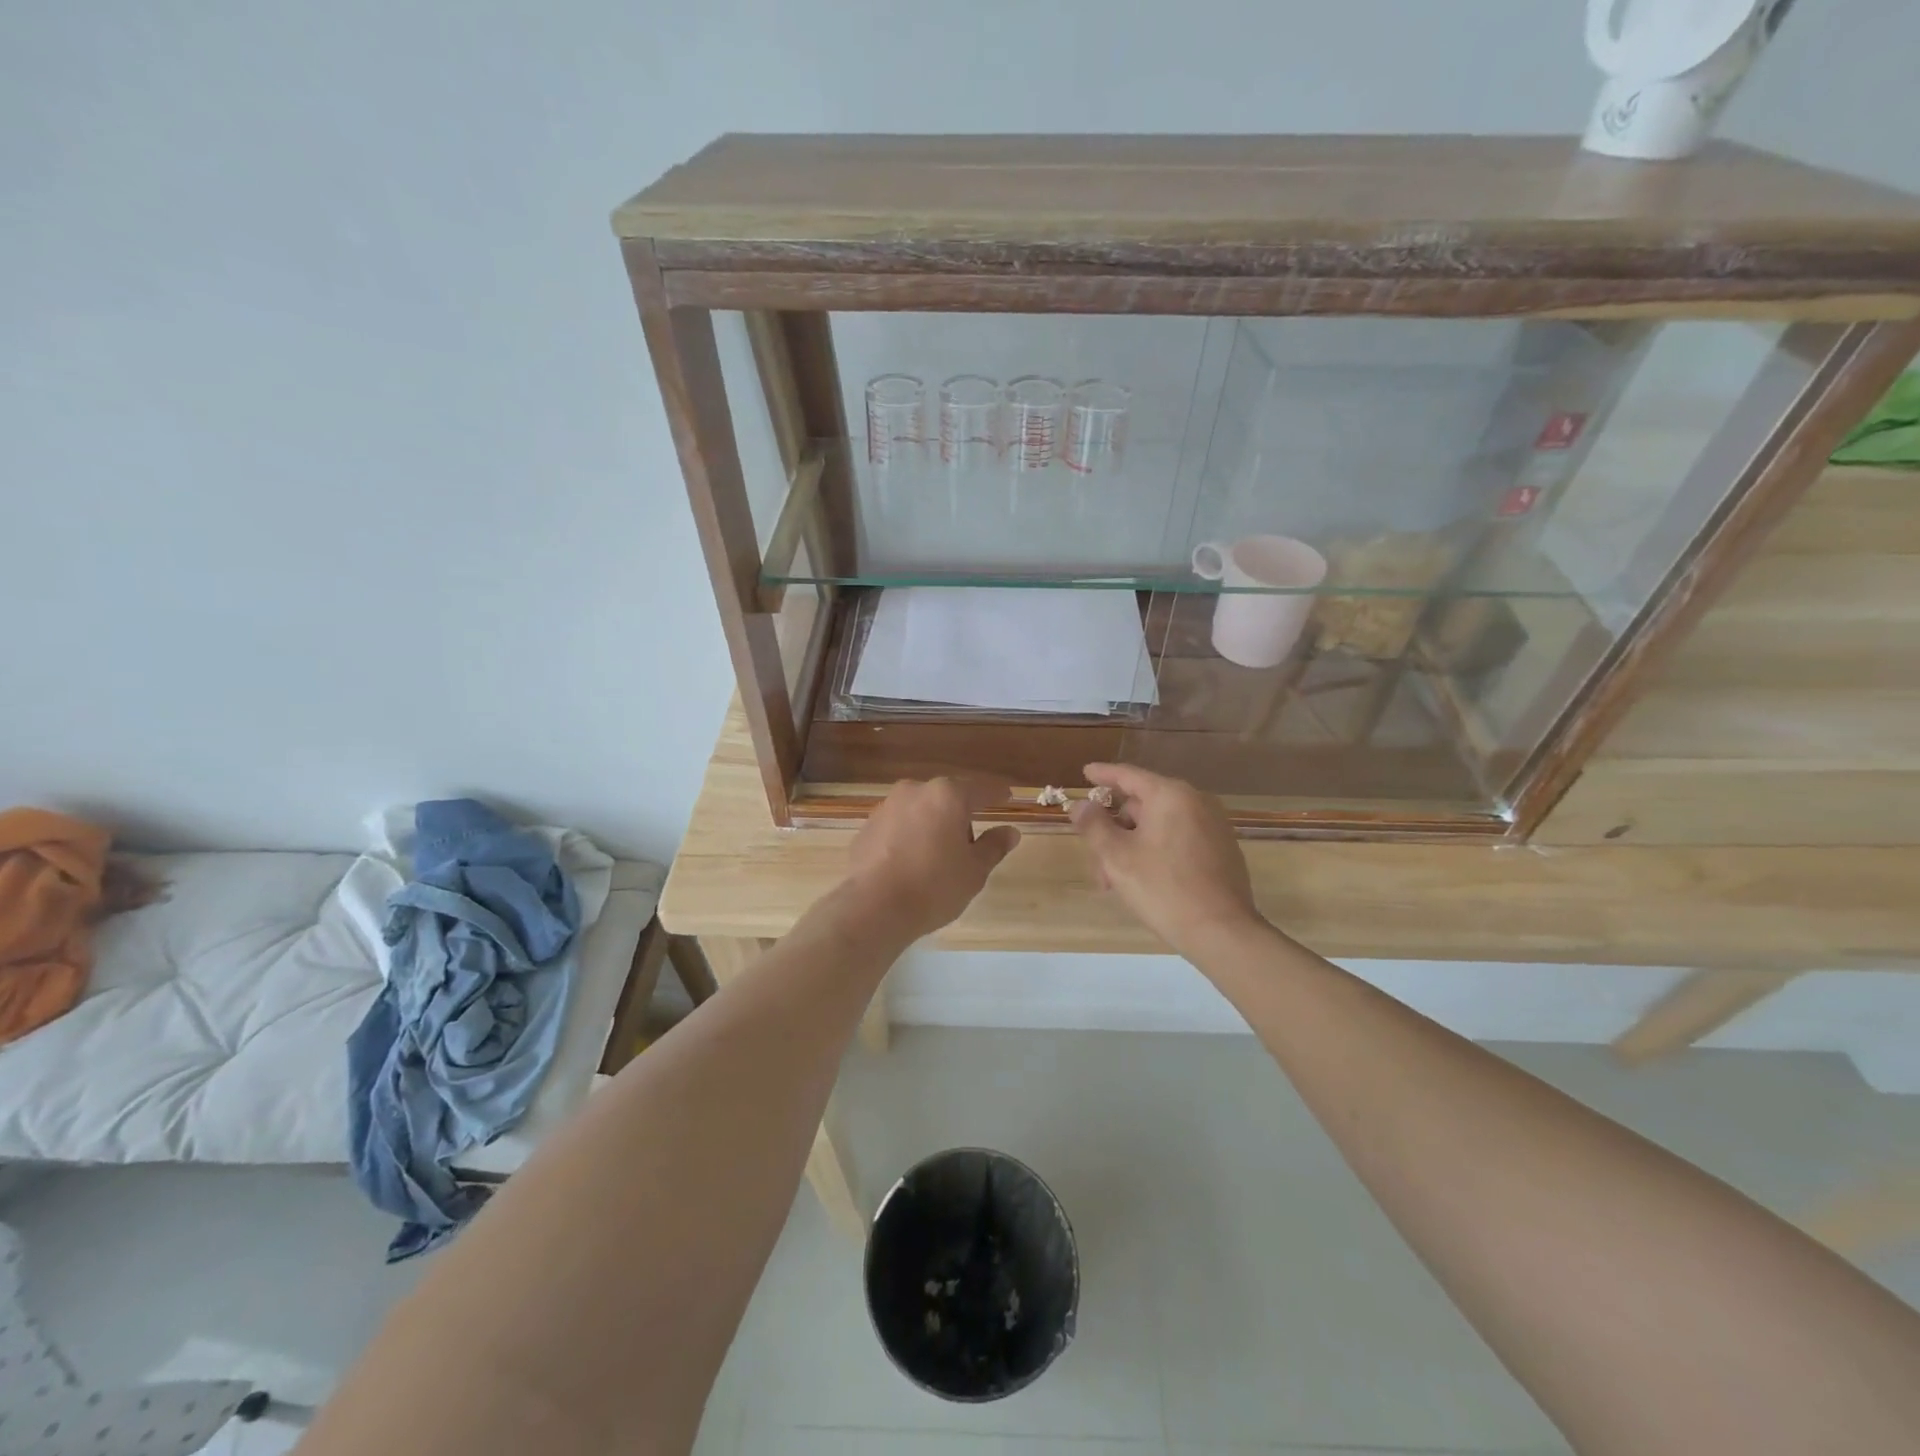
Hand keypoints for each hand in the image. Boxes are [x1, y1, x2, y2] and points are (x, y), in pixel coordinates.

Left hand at [841, 779, 1020, 944]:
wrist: (872, 907)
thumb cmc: (933, 886)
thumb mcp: (974, 870)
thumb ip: (994, 846)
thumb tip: (1010, 831)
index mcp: (947, 795)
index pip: (981, 790)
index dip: (998, 794)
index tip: (1008, 796)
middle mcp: (915, 791)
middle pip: (948, 799)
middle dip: (961, 816)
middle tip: (970, 847)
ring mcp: (887, 807)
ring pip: (921, 811)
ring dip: (933, 826)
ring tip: (938, 860)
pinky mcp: (867, 827)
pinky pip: (899, 827)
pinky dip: (909, 838)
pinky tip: (911, 864)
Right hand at [1067, 763, 1261, 958]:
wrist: (1222, 932)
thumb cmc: (1163, 888)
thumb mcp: (1117, 857)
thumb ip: (1093, 825)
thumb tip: (1080, 805)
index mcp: (1171, 795)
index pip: (1128, 775)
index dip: (1103, 774)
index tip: (1085, 773)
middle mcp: (1196, 802)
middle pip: (1142, 805)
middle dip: (1115, 830)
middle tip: (1097, 862)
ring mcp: (1214, 826)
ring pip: (1159, 826)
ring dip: (1132, 846)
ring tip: (1117, 882)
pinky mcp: (1222, 849)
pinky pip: (1179, 839)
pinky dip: (1157, 851)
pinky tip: (1146, 881)